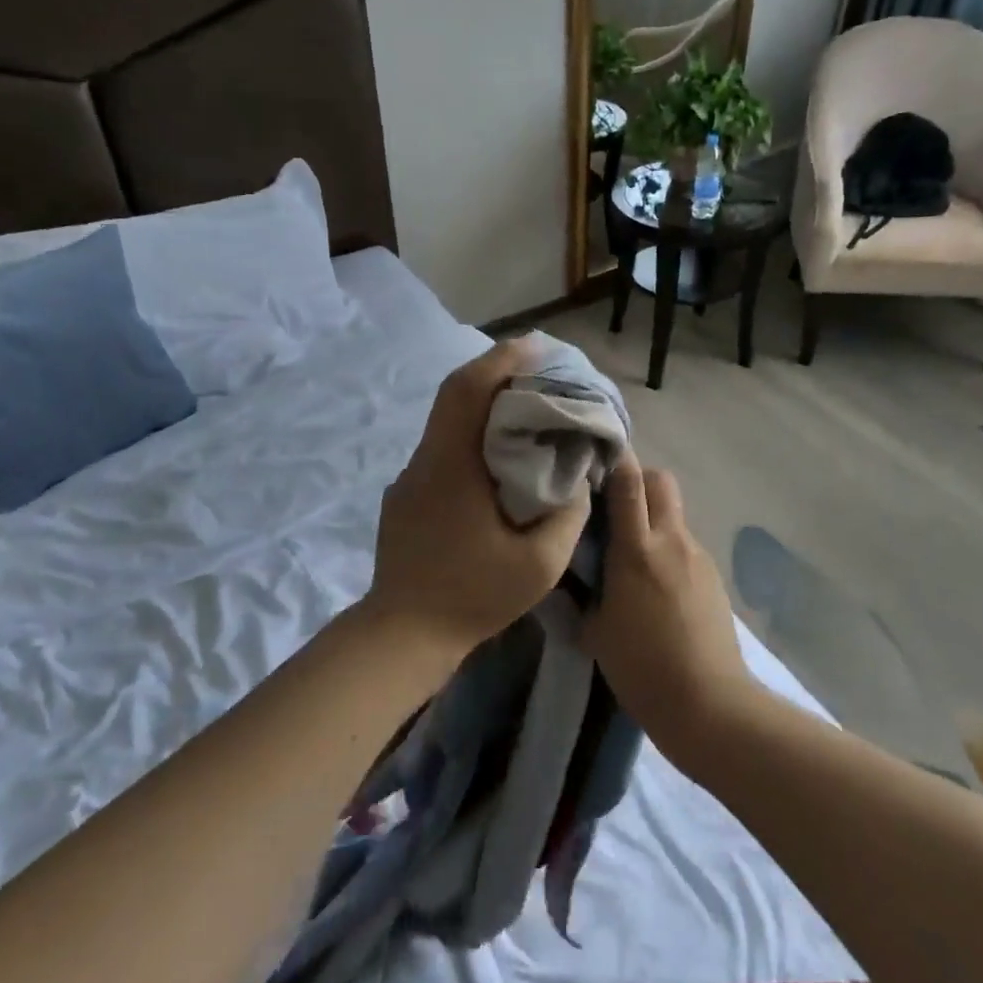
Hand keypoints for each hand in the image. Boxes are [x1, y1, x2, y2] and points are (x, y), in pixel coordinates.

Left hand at [367, 338, 590, 656]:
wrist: (402, 635)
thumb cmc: (473, 597)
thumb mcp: (540, 563)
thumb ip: (569, 514)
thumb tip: (579, 476)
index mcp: (451, 466)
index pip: (470, 391)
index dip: (502, 361)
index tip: (535, 346)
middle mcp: (424, 461)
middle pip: (454, 397)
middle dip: (495, 373)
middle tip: (537, 369)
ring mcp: (410, 479)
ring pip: (446, 423)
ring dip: (482, 406)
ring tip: (524, 408)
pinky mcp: (405, 497)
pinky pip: (442, 450)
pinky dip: (471, 436)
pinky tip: (496, 459)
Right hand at [584, 455, 755, 752]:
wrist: (710, 705)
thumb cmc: (642, 669)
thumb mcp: (595, 630)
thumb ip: (586, 590)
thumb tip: (580, 573)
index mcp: (637, 550)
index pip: (629, 481)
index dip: (613, 458)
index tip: (592, 456)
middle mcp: (672, 542)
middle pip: (661, 480)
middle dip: (637, 479)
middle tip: (612, 503)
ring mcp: (698, 558)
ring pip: (674, 514)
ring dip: (652, 517)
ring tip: (631, 551)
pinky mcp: (713, 578)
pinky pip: (685, 546)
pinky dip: (668, 549)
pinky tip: (656, 585)